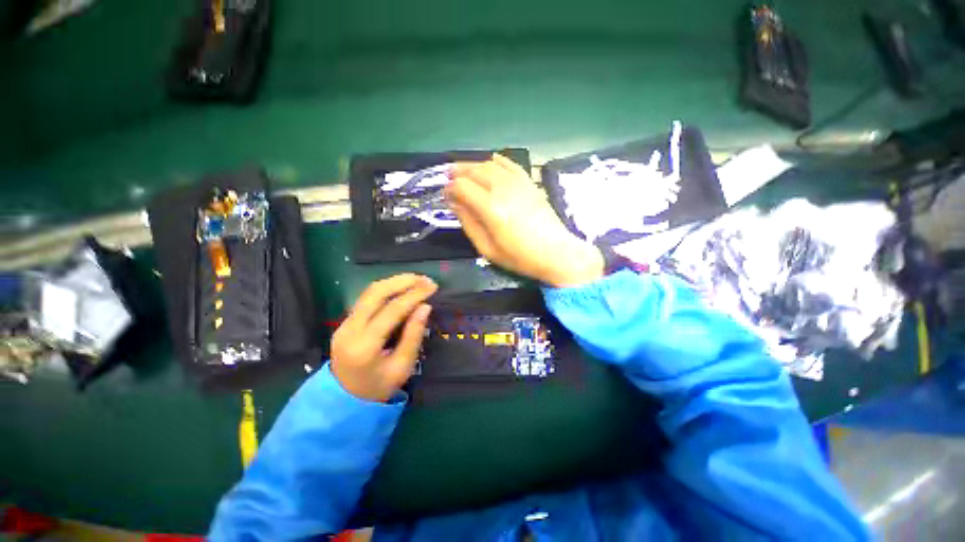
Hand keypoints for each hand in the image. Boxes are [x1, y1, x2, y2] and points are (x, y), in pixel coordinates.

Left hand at [330, 274, 436, 401]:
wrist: (343, 401)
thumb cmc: (378, 387)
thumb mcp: (402, 367)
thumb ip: (413, 336)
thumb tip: (425, 307)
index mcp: (365, 345)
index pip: (392, 310)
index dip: (414, 295)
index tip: (432, 287)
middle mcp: (350, 329)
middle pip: (375, 293)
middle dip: (402, 281)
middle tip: (425, 279)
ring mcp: (344, 324)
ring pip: (369, 292)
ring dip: (394, 282)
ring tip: (416, 280)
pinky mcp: (345, 322)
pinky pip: (366, 298)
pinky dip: (386, 289)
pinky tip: (401, 288)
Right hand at [447, 154, 603, 286]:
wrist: (555, 253)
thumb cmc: (519, 256)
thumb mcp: (487, 249)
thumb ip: (469, 223)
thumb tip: (454, 204)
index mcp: (490, 208)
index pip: (462, 186)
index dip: (450, 188)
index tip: (445, 195)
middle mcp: (502, 189)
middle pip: (474, 170)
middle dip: (458, 171)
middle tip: (448, 177)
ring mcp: (518, 183)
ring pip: (490, 164)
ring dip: (474, 165)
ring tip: (464, 171)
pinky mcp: (529, 183)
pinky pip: (510, 164)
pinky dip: (498, 161)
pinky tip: (491, 161)